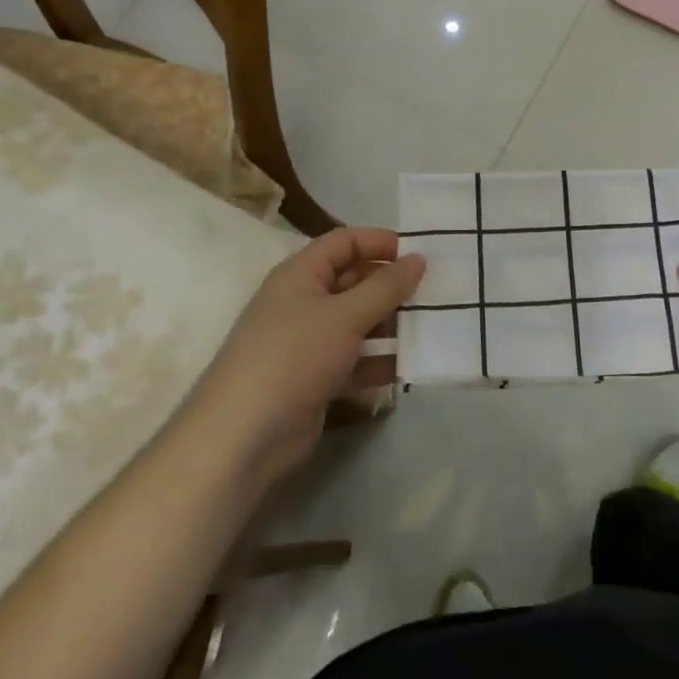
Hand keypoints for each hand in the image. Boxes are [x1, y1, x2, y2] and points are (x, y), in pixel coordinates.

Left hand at [197, 228, 423, 484]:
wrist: (243, 436)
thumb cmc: (293, 357)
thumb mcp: (345, 315)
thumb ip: (386, 286)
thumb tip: (419, 259)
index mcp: (300, 275)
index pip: (344, 242)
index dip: (379, 242)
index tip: (418, 254)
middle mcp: (303, 302)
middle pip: (354, 281)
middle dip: (391, 286)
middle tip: (434, 293)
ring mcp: (308, 342)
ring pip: (358, 322)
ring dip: (391, 324)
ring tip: (430, 328)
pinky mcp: (316, 378)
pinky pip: (356, 359)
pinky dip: (380, 360)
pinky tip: (409, 366)